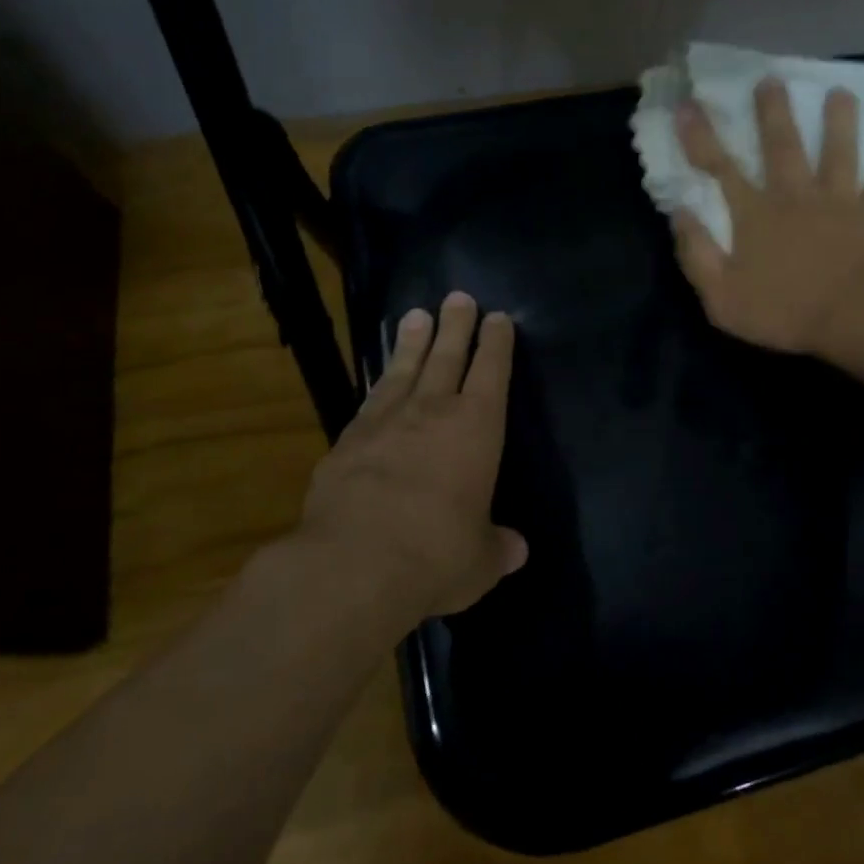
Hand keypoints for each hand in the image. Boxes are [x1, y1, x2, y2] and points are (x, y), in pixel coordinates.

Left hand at [291, 292, 526, 617]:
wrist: (353, 565)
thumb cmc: (435, 555)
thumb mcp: (479, 560)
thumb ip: (498, 548)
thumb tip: (517, 549)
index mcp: (477, 429)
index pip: (492, 373)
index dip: (497, 344)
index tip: (498, 319)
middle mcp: (433, 412)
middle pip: (448, 356)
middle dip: (457, 325)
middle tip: (459, 297)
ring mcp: (385, 422)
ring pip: (405, 369)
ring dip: (413, 342)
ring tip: (417, 315)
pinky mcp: (346, 441)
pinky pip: (370, 400)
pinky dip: (379, 383)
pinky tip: (380, 380)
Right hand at [674, 78, 863, 355]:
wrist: (853, 317)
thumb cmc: (783, 312)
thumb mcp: (721, 296)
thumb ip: (697, 254)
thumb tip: (680, 213)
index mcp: (755, 214)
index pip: (720, 168)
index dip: (701, 137)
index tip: (688, 105)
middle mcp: (795, 196)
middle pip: (782, 146)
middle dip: (773, 112)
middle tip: (771, 80)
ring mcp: (840, 202)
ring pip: (839, 153)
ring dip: (839, 122)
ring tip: (841, 93)